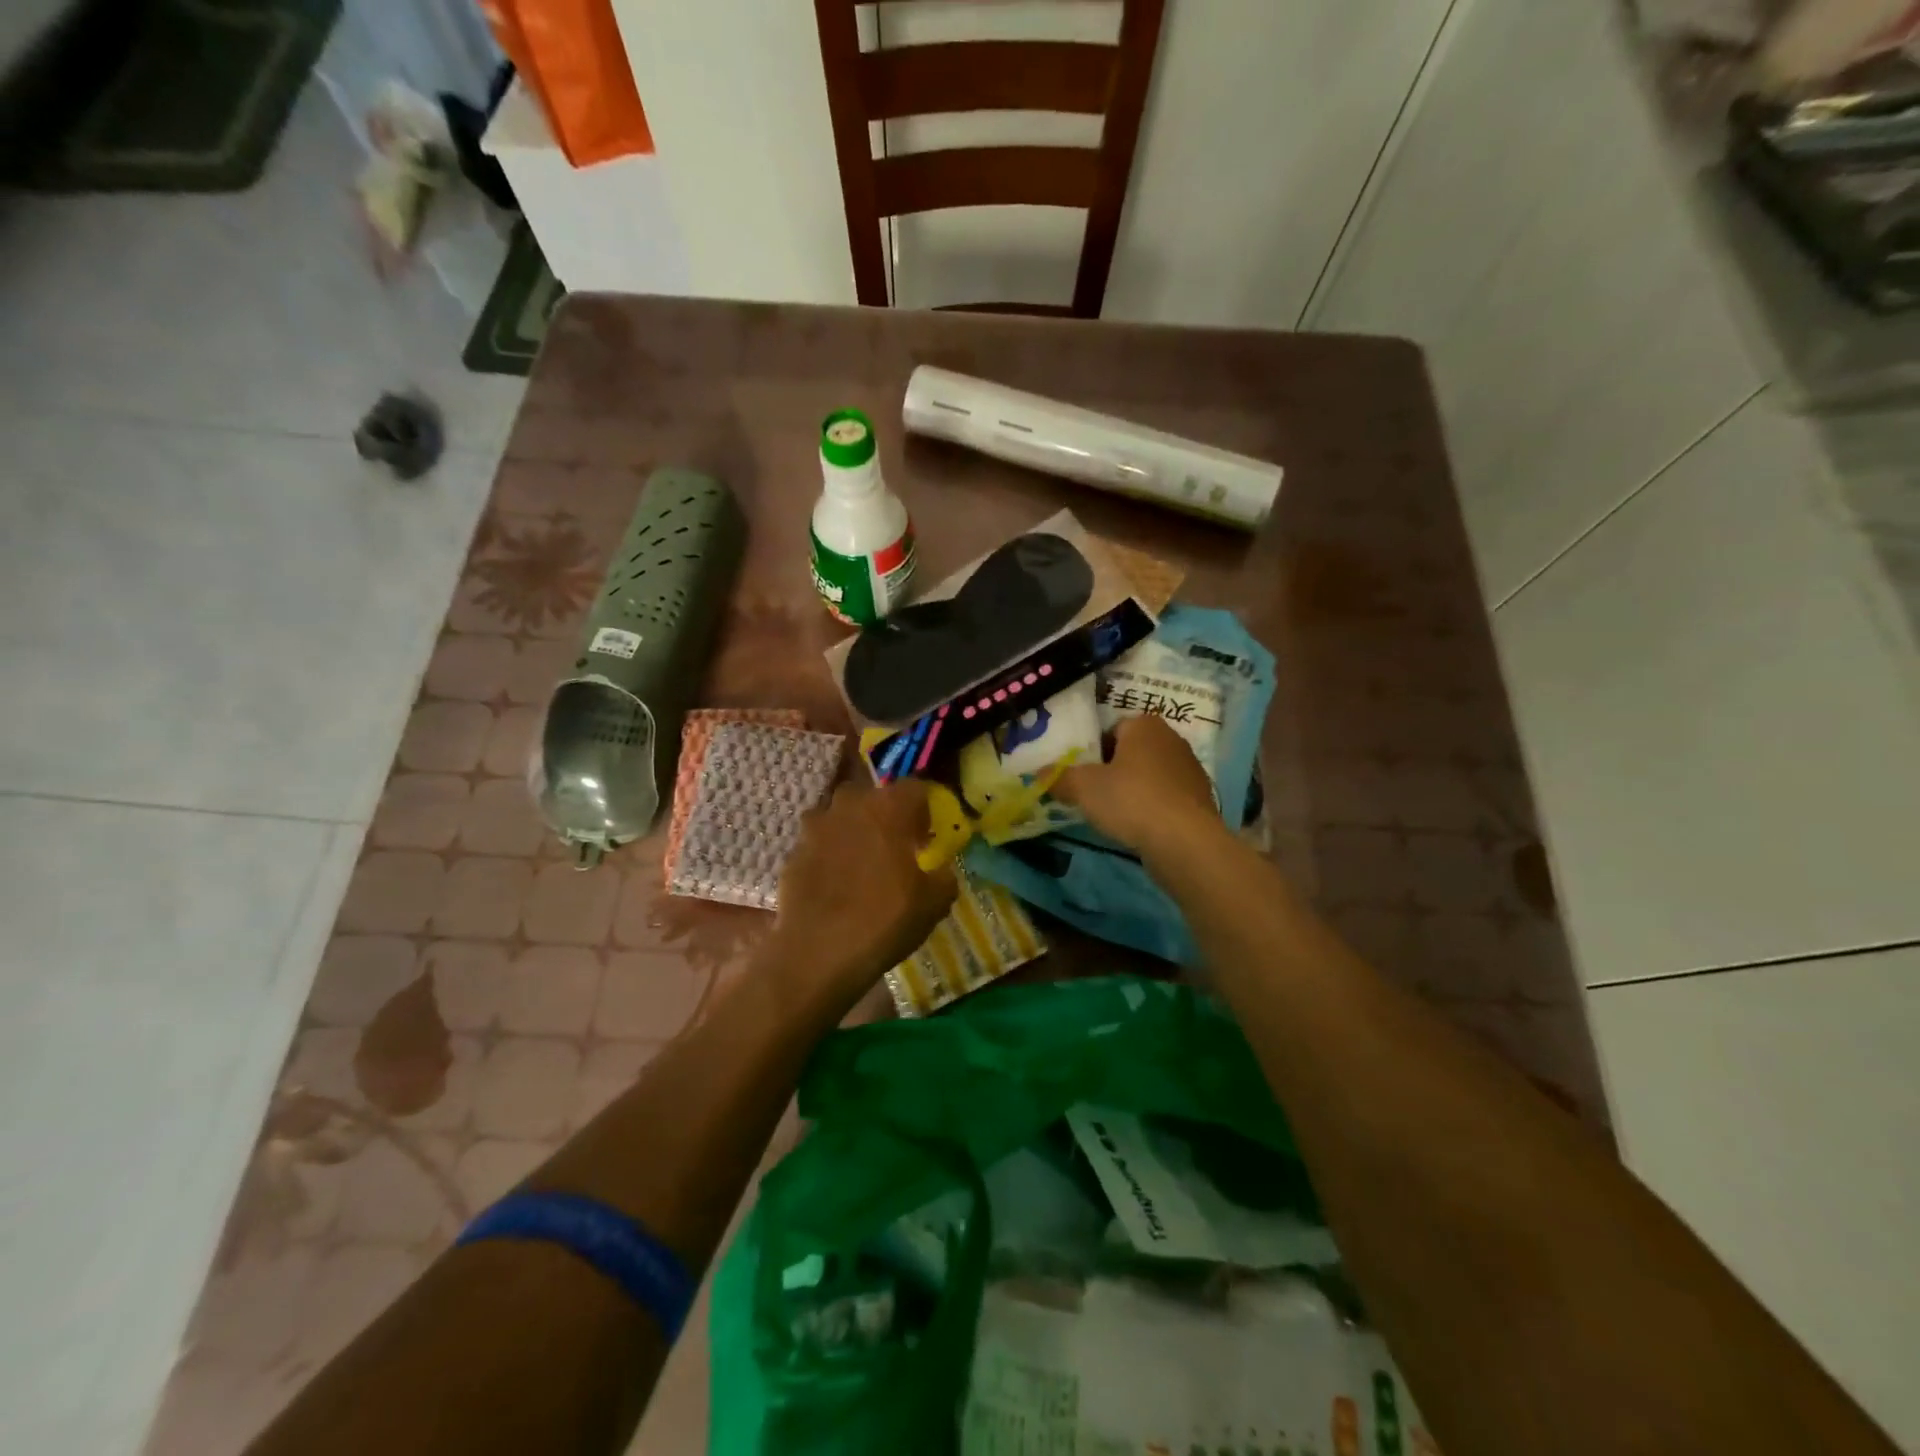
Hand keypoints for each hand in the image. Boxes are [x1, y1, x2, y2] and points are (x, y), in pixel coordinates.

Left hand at [771, 778, 958, 1013]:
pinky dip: (827, 856)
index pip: (915, 787)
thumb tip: (940, 870)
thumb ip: (943, 876)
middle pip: (872, 796)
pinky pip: (818, 844)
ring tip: (860, 866)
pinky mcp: (792, 851)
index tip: (924, 838)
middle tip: (893, 848)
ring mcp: (815, 826)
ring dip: (852, 832)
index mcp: (889, 807)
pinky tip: (835, 886)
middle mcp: (850, 804)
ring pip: (840, 817)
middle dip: (884, 816)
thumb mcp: (935, 902)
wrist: (817, 952)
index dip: (923, 810)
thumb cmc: (884, 919)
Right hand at [1053, 714, 1219, 854]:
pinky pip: (1166, 798)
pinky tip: (1139, 828)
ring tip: (1114, 815)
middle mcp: (1171, 739)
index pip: (1111, 729)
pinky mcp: (1200, 799)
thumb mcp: (1083, 787)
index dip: (1093, 751)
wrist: (1185, 841)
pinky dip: (1152, 809)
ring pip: (1149, 776)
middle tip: (1093, 794)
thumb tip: (1039, 775)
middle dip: (1113, 770)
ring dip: (1133, 791)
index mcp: (1144, 725)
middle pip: (1131, 752)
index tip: (1082, 775)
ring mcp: (1190, 770)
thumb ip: (1059, 778)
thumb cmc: (1131, 800)